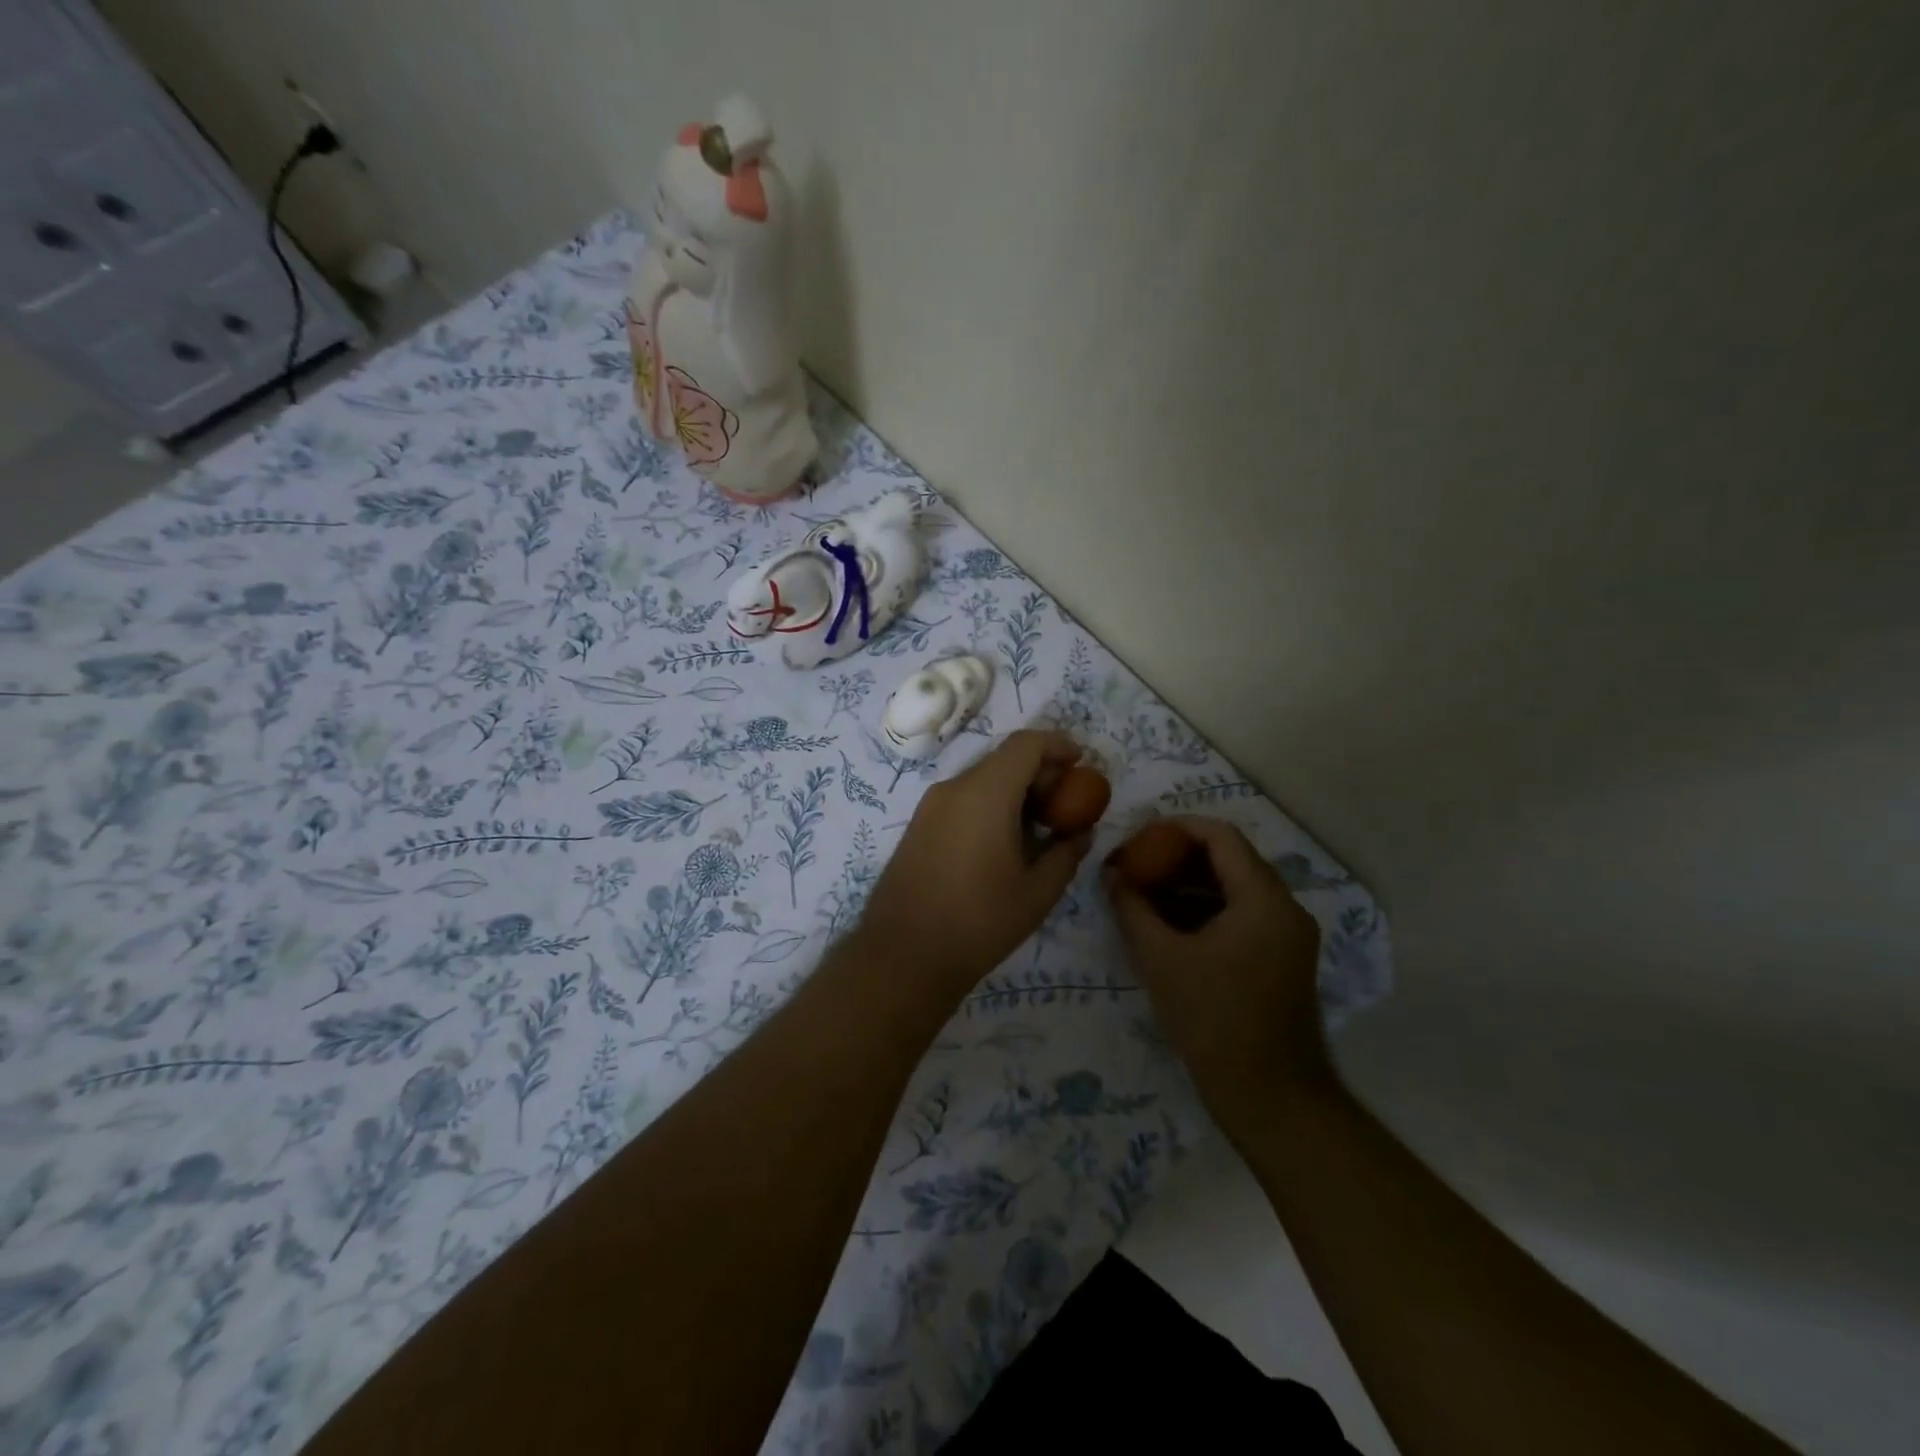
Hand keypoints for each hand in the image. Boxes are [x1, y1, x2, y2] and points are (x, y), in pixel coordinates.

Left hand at [858, 730, 1093, 993]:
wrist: (902, 955)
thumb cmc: (978, 922)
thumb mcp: (1036, 894)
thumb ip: (1065, 855)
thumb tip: (1081, 834)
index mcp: (985, 794)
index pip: (1025, 744)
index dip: (1057, 744)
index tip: (1081, 763)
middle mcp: (954, 788)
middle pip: (1003, 759)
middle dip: (1039, 772)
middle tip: (1065, 805)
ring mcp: (930, 806)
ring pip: (981, 779)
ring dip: (1014, 791)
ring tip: (1038, 828)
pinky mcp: (918, 825)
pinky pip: (962, 799)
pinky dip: (990, 805)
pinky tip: (1004, 843)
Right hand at [1104, 816, 1332, 1126]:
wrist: (1270, 1097)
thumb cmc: (1213, 1020)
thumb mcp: (1160, 959)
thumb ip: (1132, 908)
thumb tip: (1110, 873)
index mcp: (1263, 899)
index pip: (1221, 836)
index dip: (1177, 828)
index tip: (1140, 837)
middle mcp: (1286, 908)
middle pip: (1231, 859)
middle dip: (1180, 856)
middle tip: (1138, 864)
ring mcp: (1289, 935)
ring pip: (1238, 888)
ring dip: (1192, 884)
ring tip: (1147, 892)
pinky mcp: (1286, 959)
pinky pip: (1245, 915)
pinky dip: (1209, 909)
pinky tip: (1173, 925)